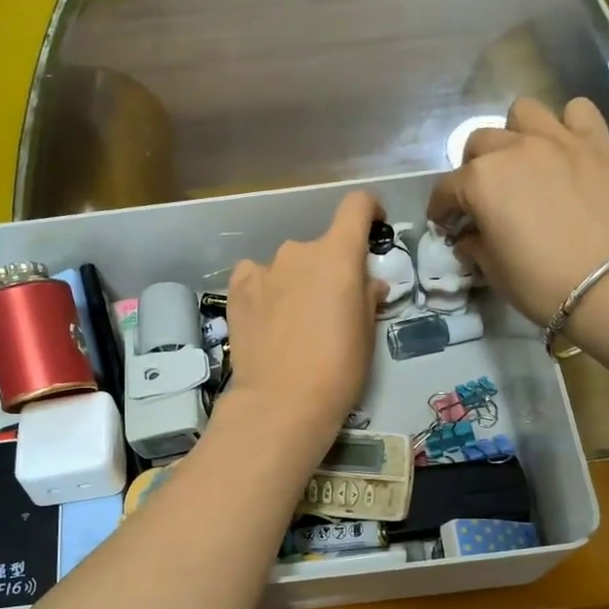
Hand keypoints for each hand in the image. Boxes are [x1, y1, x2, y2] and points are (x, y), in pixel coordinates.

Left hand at [223, 190, 384, 453]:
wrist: (281, 401)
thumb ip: (367, 298)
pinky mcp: (236, 290)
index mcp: (338, 255)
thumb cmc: (337, 369)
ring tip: (293, 321)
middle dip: (328, 270)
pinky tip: (265, 317)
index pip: (356, 207)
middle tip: (330, 307)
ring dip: (294, 282)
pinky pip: (254, 277)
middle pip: (320, 248)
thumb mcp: (366, 334)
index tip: (372, 227)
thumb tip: (368, 284)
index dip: (368, 211)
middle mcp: (299, 251)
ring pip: (286, 266)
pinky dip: (263, 289)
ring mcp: (263, 269)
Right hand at [426, 97, 608, 326]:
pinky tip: (565, 148)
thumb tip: (469, 237)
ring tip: (522, 161)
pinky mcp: (596, 142)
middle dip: (473, 168)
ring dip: (515, 134)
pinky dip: (567, 124)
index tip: (445, 224)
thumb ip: (475, 245)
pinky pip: (577, 111)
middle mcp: (514, 149)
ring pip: (523, 112)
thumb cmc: (540, 283)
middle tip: (483, 195)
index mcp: (480, 182)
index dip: (441, 209)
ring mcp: (557, 140)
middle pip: (479, 143)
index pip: (446, 189)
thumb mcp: (494, 271)